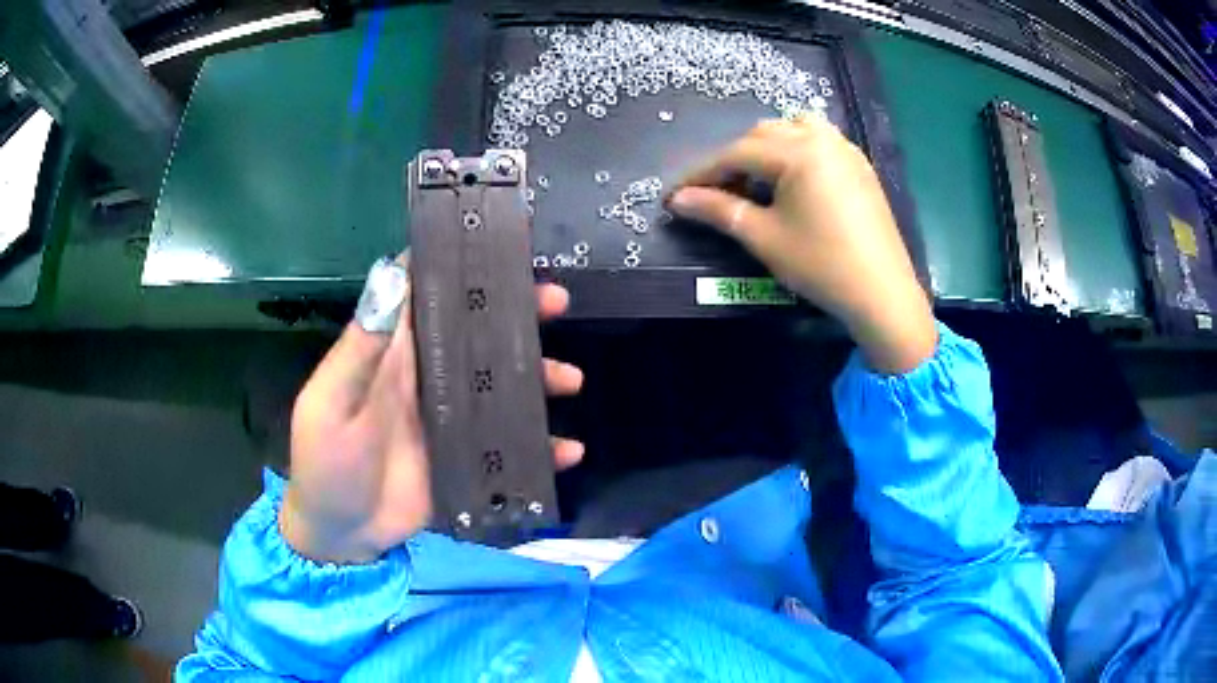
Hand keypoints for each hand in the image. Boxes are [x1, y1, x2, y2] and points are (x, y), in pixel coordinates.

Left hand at [281, 276, 583, 563]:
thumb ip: (361, 350)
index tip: (500, 243)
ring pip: (502, 385)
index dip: (457, 265)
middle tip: (556, 302)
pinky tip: (569, 451)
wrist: (342, 533)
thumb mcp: (332, 405)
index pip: (427, 294)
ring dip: (538, 377)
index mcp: (392, 354)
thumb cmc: (325, 464)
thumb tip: (392, 275)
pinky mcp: (467, 458)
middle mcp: (428, 377)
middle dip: (517, 315)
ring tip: (570, 379)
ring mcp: (451, 419)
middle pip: (477, 334)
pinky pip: (510, 444)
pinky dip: (541, 446)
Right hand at [667, 118, 935, 373]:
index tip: (676, 194)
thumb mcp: (764, 237)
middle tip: (715, 193)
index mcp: (797, 152)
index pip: (736, 153)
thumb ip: (719, 210)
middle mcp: (821, 138)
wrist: (882, 293)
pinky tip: (792, 179)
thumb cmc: (821, 265)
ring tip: (755, 180)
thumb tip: (678, 200)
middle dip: (733, 160)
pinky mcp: (859, 165)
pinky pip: (819, 141)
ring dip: (765, 148)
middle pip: (762, 135)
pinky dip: (795, 150)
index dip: (702, 172)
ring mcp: (845, 149)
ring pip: (792, 129)